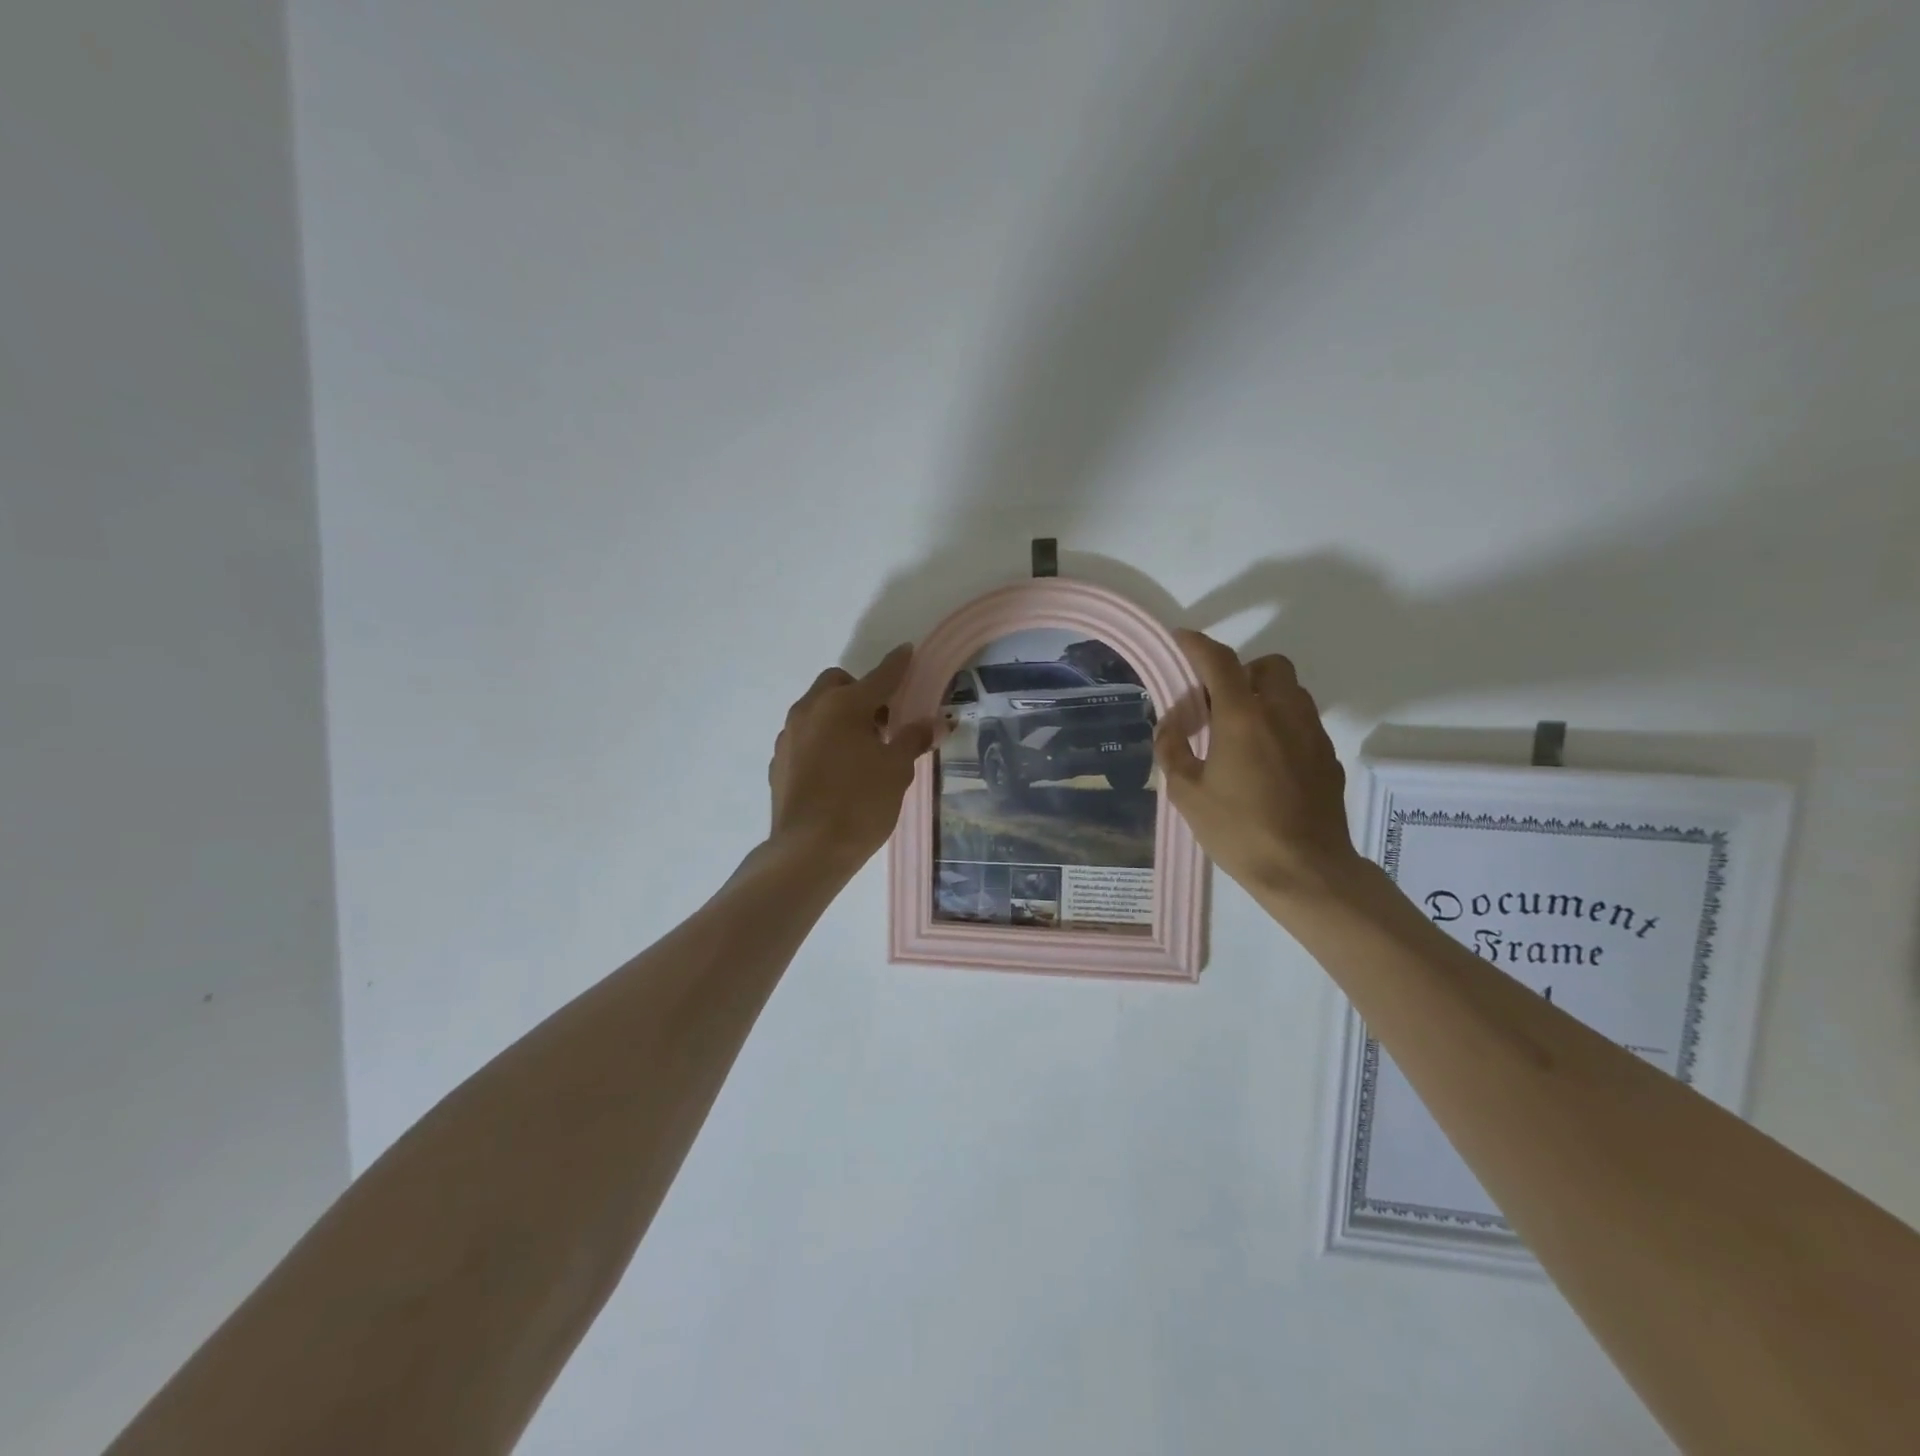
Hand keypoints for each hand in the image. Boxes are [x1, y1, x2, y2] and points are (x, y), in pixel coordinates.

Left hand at [767, 644, 936, 867]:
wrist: (808, 850)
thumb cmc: (861, 804)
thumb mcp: (897, 771)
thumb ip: (912, 740)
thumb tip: (931, 724)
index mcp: (844, 706)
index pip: (879, 677)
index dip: (897, 664)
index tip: (907, 651)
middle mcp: (810, 710)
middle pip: (837, 684)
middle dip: (860, 691)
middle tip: (883, 720)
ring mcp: (789, 735)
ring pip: (817, 708)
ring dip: (839, 715)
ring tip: (861, 747)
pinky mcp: (779, 760)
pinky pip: (805, 736)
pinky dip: (823, 739)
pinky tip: (837, 768)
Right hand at [1155, 629, 1366, 910]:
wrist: (1306, 871)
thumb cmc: (1239, 831)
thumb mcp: (1187, 794)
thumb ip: (1173, 750)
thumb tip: (1170, 726)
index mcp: (1243, 718)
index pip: (1219, 662)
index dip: (1197, 644)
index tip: (1180, 639)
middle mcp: (1282, 714)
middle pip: (1269, 665)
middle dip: (1241, 671)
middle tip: (1217, 703)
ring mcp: (1312, 734)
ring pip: (1291, 691)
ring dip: (1264, 696)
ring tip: (1240, 732)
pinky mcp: (1327, 757)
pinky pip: (1303, 722)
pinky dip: (1281, 724)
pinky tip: (1265, 761)